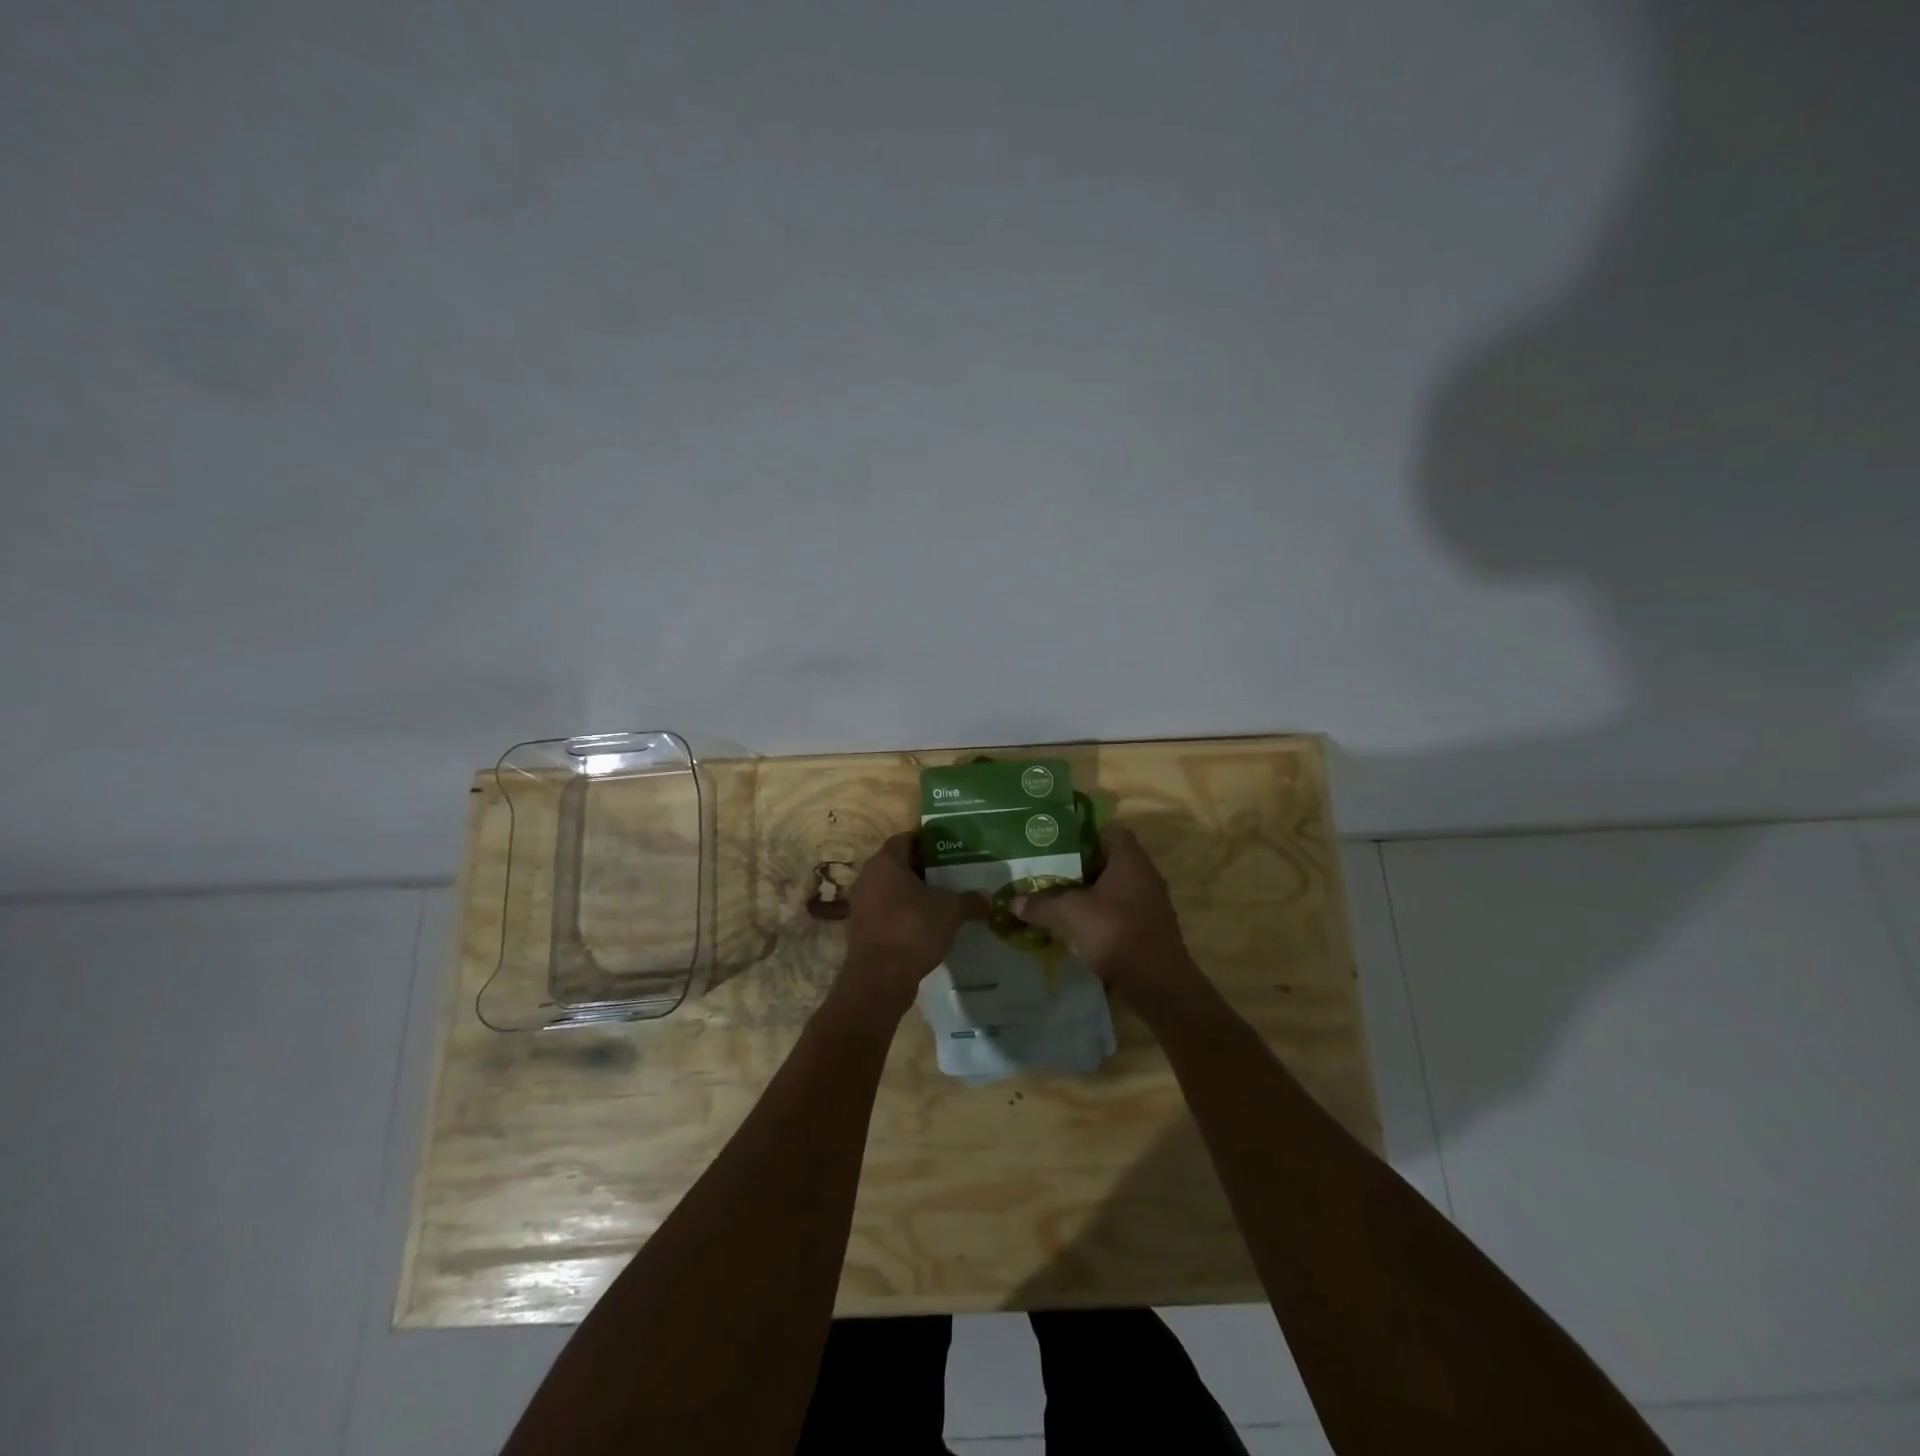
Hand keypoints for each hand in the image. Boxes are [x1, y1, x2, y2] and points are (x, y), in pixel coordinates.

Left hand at [840, 833, 986, 1018]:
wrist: (879, 978)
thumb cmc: (913, 929)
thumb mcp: (950, 911)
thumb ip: (970, 900)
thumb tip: (987, 900)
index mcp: (886, 862)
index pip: (906, 838)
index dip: (928, 841)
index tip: (950, 849)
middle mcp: (868, 876)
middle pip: (899, 864)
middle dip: (924, 869)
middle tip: (951, 874)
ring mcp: (861, 903)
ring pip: (892, 889)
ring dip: (914, 893)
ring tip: (942, 900)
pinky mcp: (862, 928)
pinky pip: (887, 911)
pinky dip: (904, 914)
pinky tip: (926, 926)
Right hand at [1011, 825, 1203, 1001]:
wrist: (1159, 983)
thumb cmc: (1115, 932)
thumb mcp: (1070, 915)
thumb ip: (1041, 905)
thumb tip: (1013, 902)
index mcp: (1129, 859)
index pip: (1109, 830)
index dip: (1083, 835)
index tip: (1058, 846)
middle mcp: (1144, 874)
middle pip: (1109, 860)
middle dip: (1080, 867)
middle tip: (1051, 873)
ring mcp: (1150, 902)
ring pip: (1114, 887)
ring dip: (1089, 893)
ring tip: (1059, 900)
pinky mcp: (1149, 926)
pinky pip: (1121, 910)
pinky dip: (1101, 914)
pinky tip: (1079, 927)